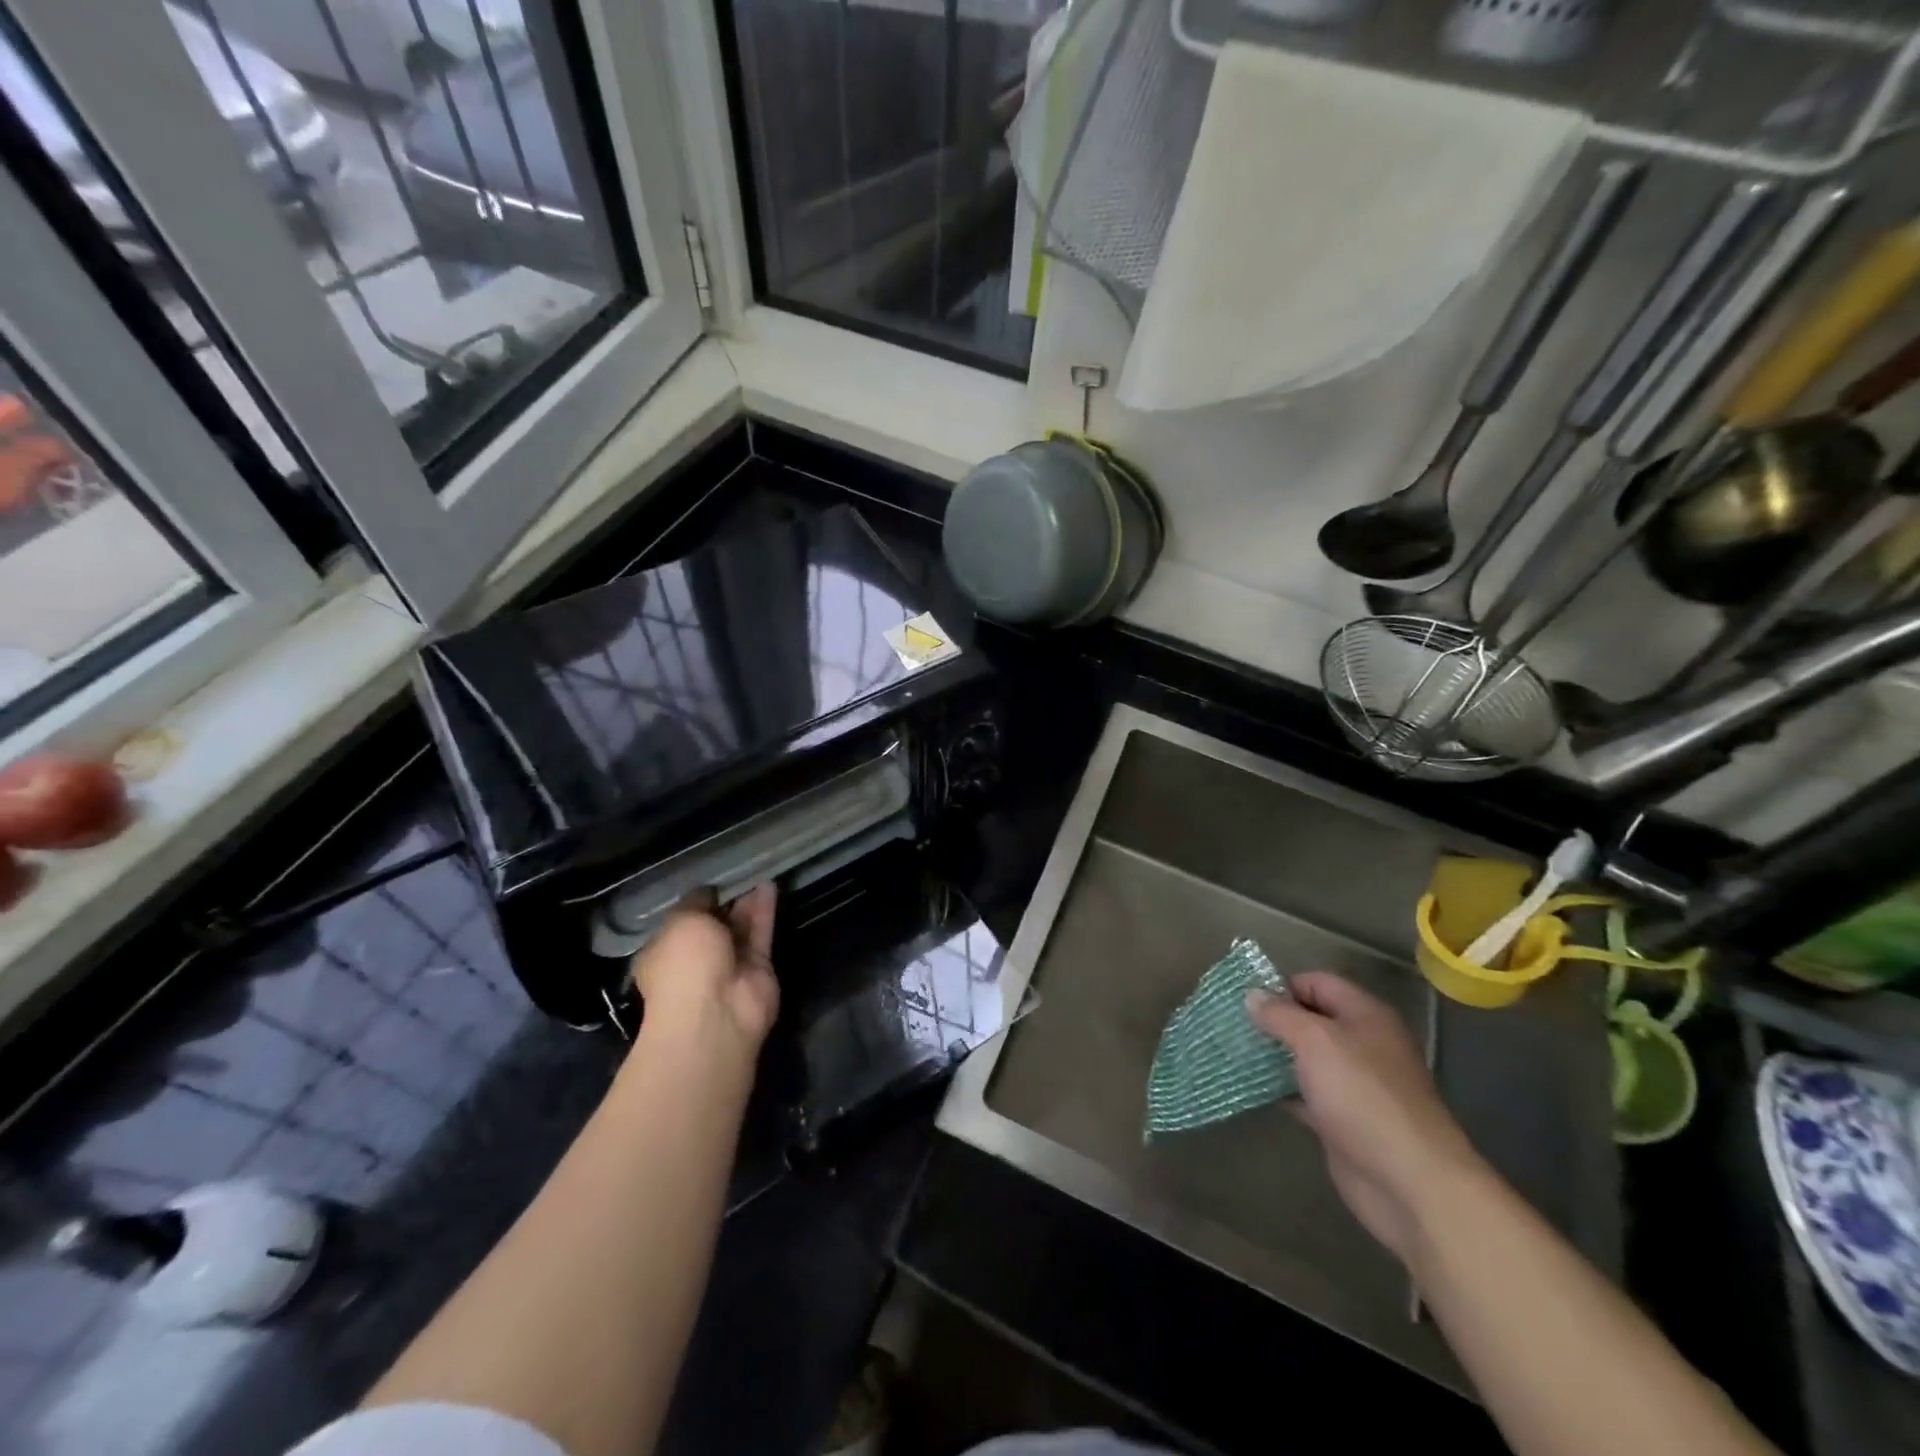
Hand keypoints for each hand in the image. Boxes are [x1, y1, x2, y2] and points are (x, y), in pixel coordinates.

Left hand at [630, 884, 779, 1067]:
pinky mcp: (759, 969)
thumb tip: (707, 894)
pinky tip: (770, 885)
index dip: (696, 903)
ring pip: (740, 928)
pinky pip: (761, 933)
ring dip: (748, 903)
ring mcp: (730, 966)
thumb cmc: (683, 965)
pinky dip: (765, 910)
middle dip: (726, 903)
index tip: (711, 883)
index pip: (681, 924)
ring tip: (759, 872)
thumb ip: (696, 902)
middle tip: (740, 873)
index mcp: (665, 953)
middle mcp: (697, 961)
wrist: (716, 1013)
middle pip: (715, 926)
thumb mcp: (681, 921)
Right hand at [1246, 972, 1481, 1261]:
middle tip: (1232, 1023)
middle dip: (1274, 1020)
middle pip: (1312, 1019)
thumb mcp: (1315, 1041)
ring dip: (1274, 1054)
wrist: (1408, 1182)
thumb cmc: (1362, 1096)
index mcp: (1366, 1016)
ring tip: (1233, 1050)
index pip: (1318, 982)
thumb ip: (1280, 1014)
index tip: (1245, 996)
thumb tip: (1252, 995)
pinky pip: (1306, 1093)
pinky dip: (1282, 1089)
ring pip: (1307, 1058)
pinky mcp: (1344, 1120)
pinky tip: (1252, 1087)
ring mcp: (1355, 1085)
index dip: (1282, 984)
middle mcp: (1364, 1044)